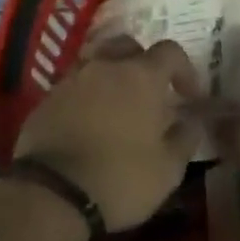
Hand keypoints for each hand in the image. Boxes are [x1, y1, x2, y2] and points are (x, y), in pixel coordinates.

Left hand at [14, 38, 202, 232]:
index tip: (188, 96)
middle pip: (128, 45)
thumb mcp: (167, 170)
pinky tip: (88, 122)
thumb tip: (192, 121)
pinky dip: (86, 95)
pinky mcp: (47, 98)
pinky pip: (74, 84)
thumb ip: (184, 139)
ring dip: (111, 75)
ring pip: (97, 61)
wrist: (52, 194)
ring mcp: (73, 79)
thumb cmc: (120, 179)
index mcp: (141, 76)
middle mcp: (106, 66)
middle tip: (148, 93)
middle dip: (142, 62)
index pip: (170, 52)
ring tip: (116, 105)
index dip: (183, 69)